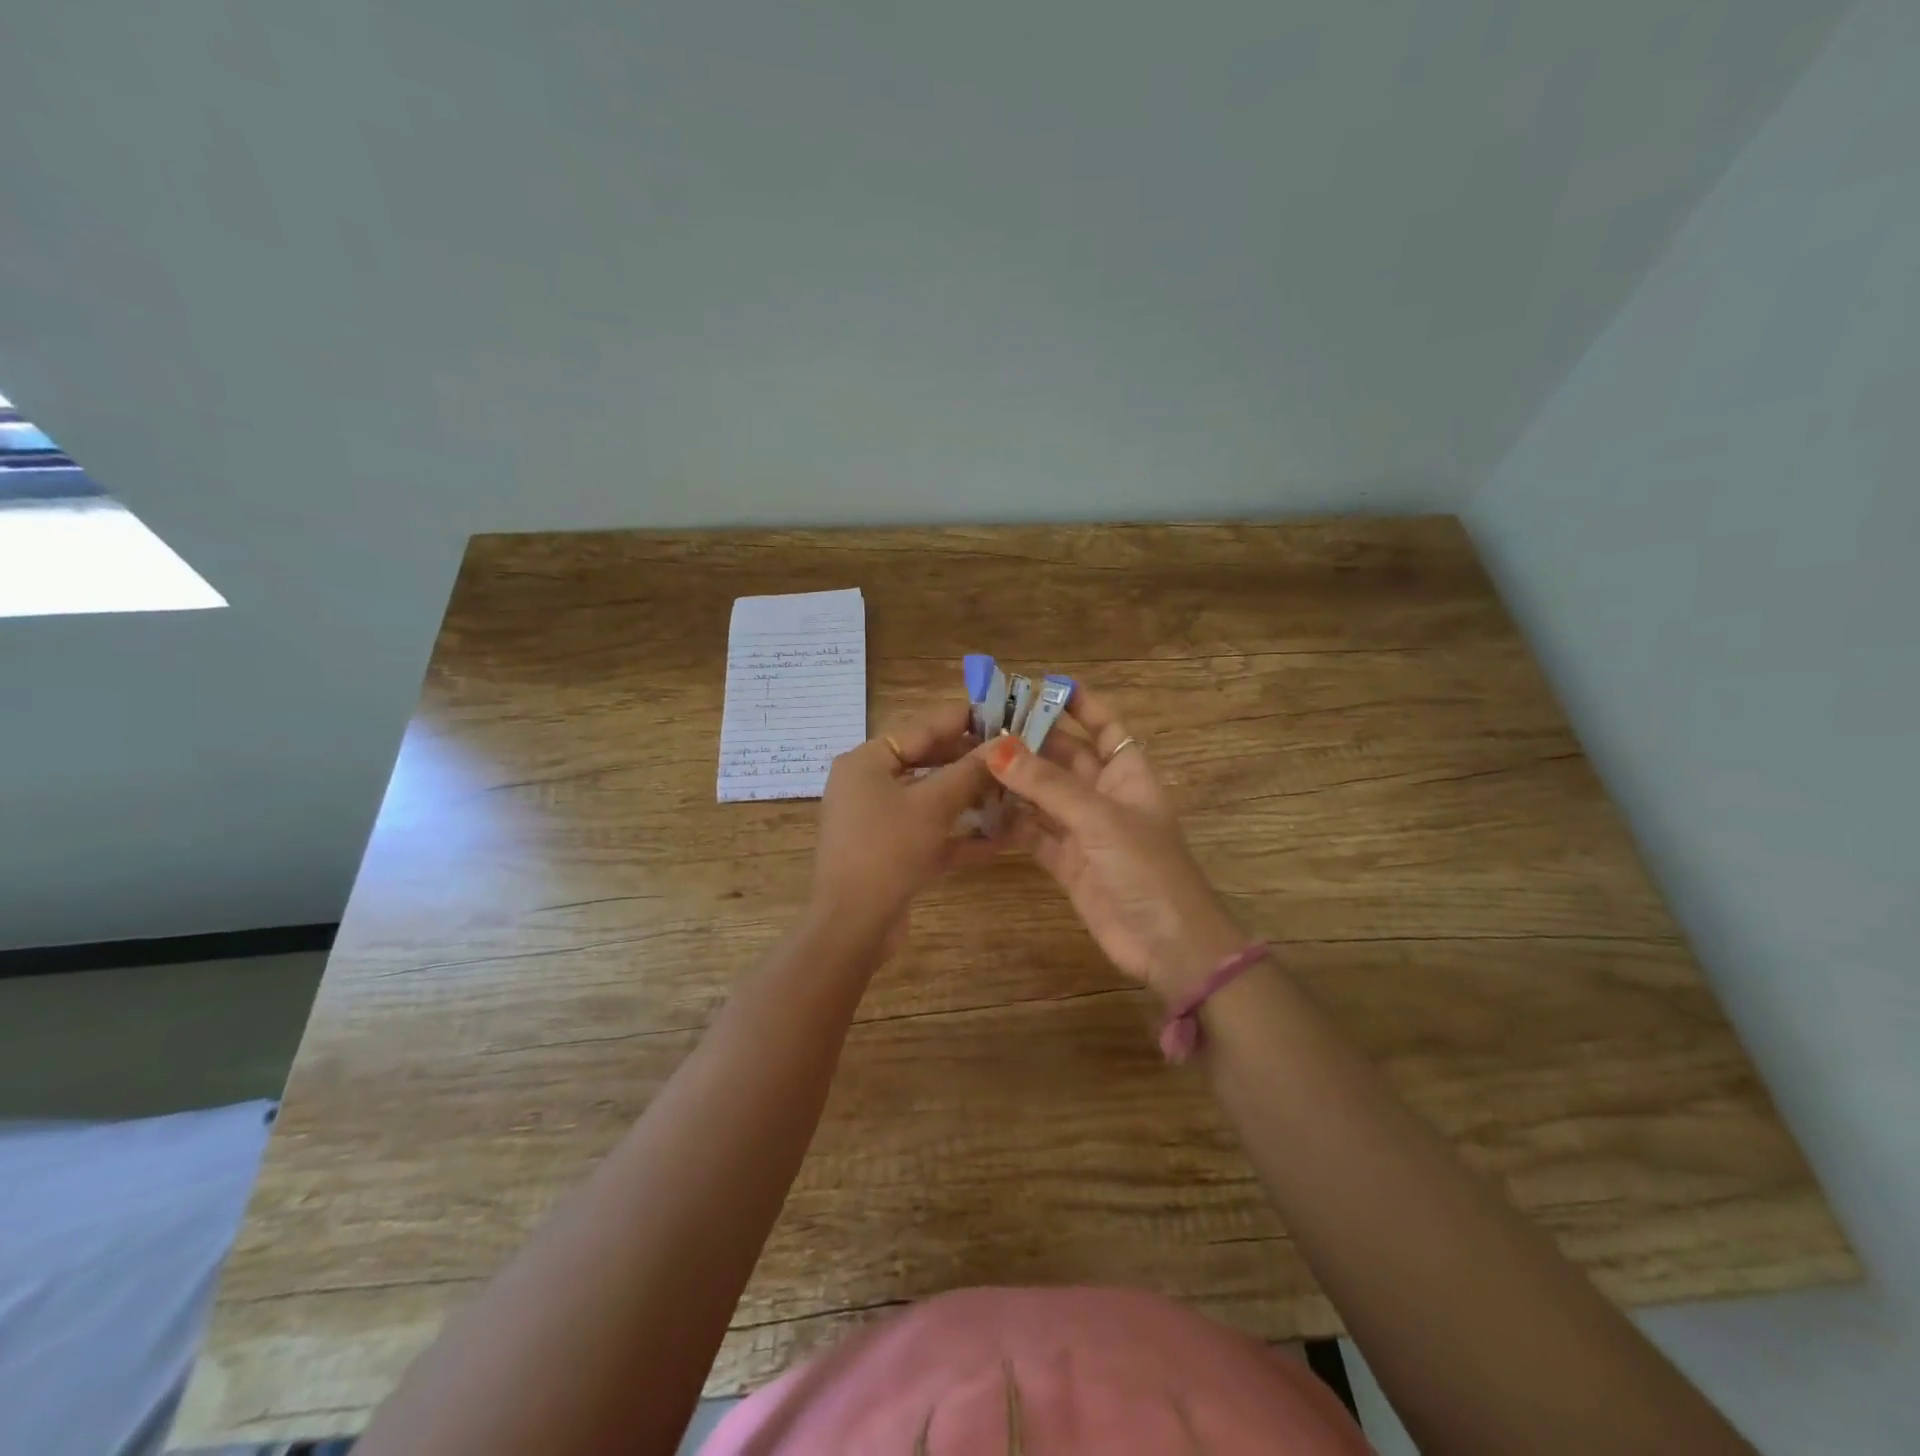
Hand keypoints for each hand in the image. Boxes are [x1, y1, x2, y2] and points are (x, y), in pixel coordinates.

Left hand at [811, 702, 998, 950]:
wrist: (853, 925)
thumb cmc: (888, 849)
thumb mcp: (933, 805)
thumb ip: (969, 772)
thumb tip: (1004, 745)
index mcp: (867, 761)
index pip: (922, 728)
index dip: (963, 720)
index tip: (1003, 714)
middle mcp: (868, 785)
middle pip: (926, 762)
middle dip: (970, 762)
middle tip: (1014, 755)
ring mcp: (877, 821)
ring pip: (930, 799)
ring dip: (969, 798)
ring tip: (1012, 790)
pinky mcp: (890, 852)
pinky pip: (929, 833)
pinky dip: (959, 834)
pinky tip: (1000, 838)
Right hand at [986, 686, 1244, 1001]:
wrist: (1168, 945)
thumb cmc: (1146, 868)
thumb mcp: (1099, 818)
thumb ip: (1047, 784)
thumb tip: (996, 748)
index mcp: (1128, 772)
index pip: (1104, 726)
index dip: (1078, 704)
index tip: (1039, 686)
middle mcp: (1105, 794)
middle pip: (1065, 757)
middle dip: (1030, 741)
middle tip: (982, 725)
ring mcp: (1084, 829)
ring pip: (1044, 794)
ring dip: (1014, 780)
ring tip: (970, 760)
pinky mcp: (1067, 861)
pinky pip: (1033, 832)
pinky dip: (1010, 822)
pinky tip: (979, 809)